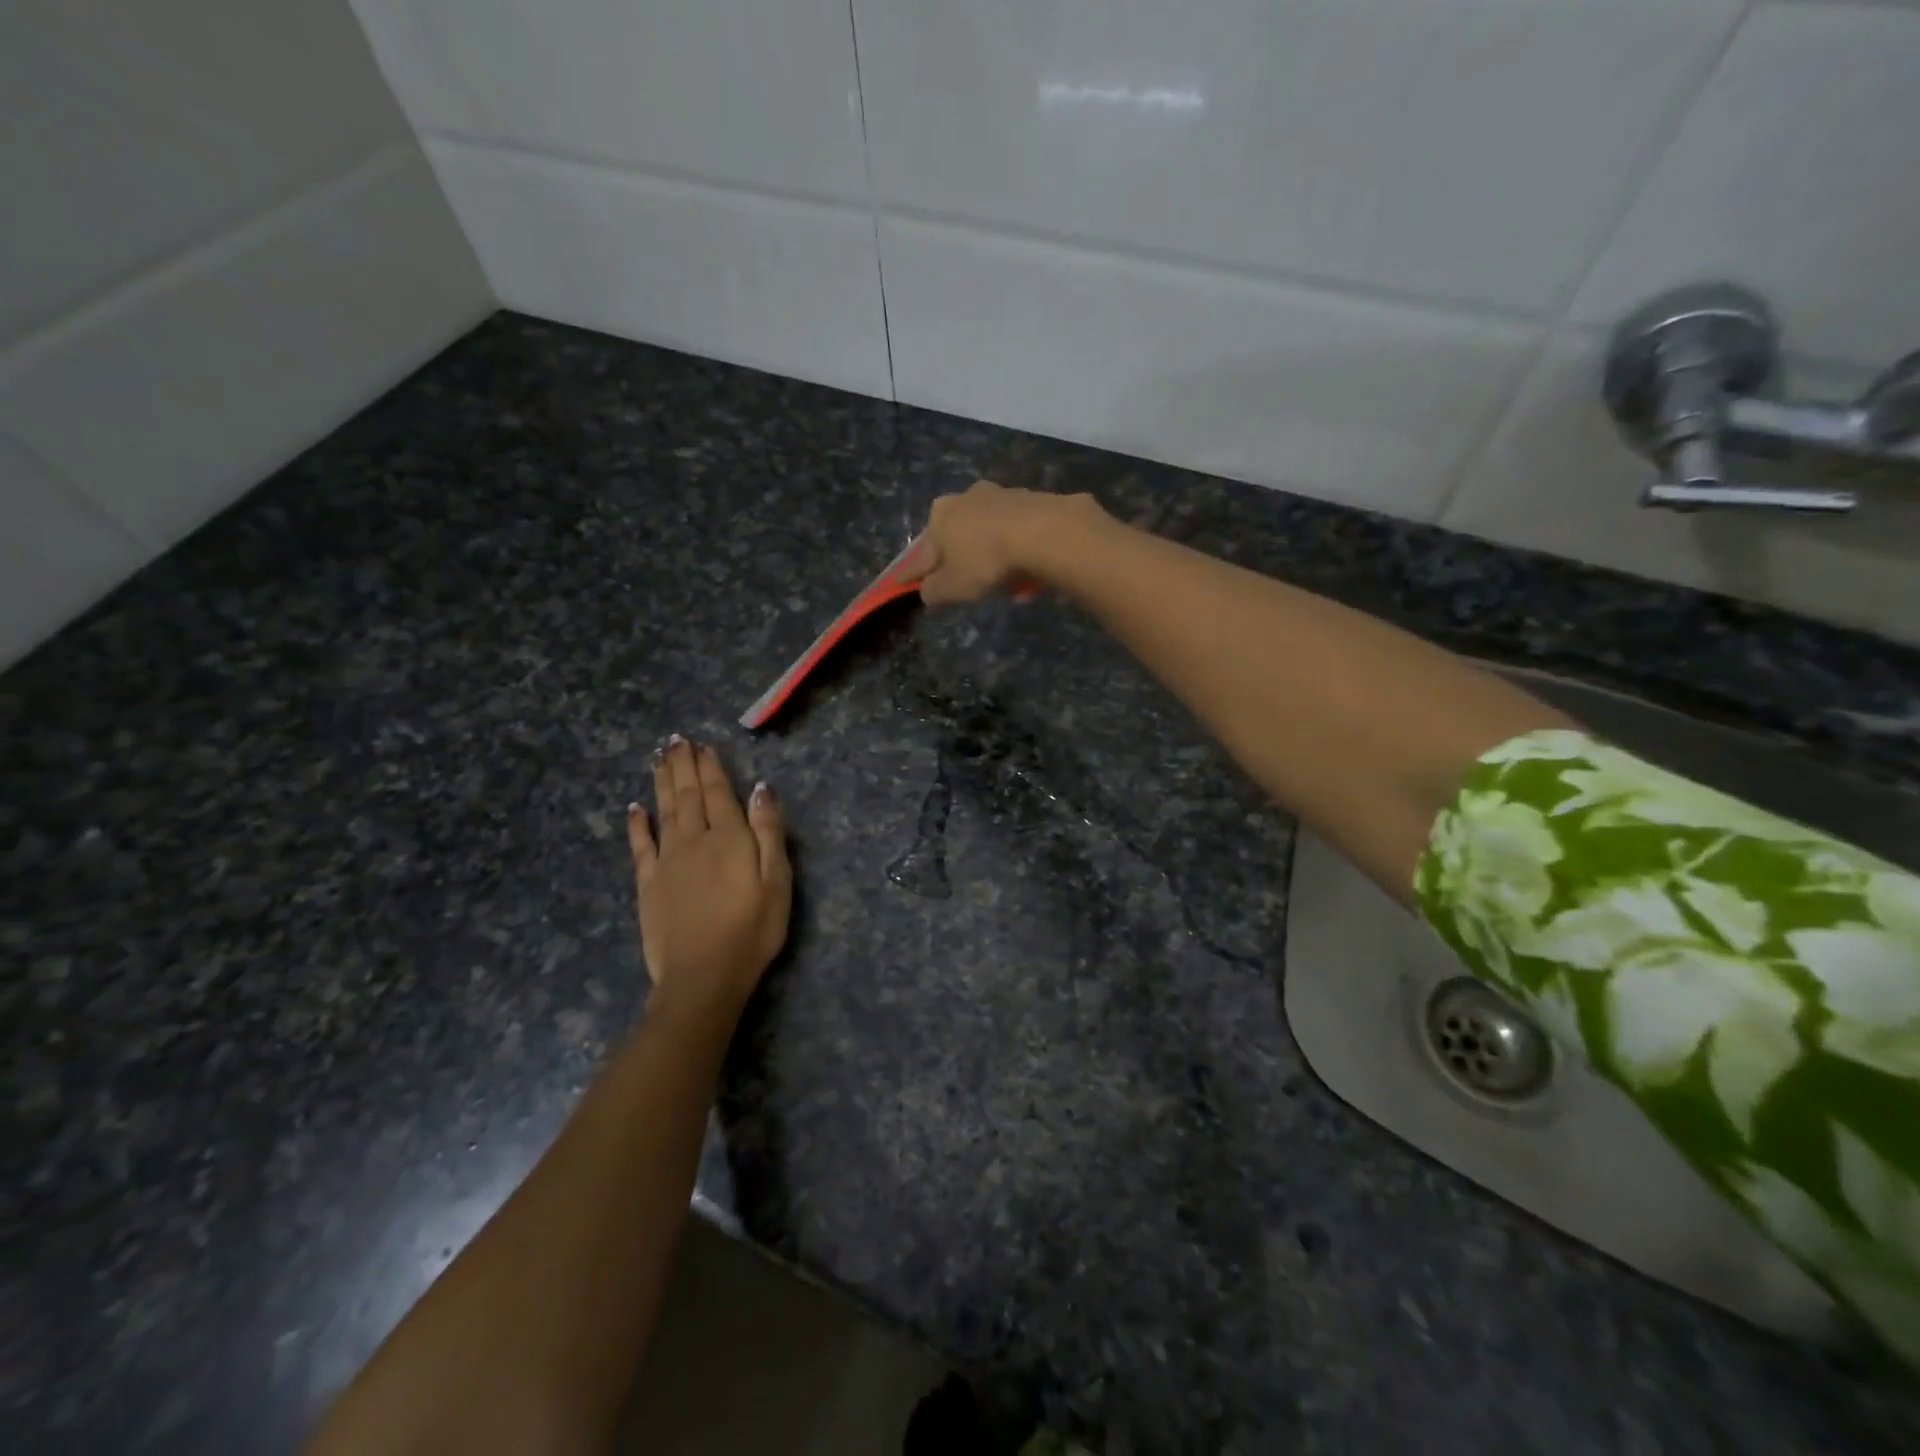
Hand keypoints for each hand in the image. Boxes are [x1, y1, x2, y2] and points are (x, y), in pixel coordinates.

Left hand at [627, 737, 790, 1025]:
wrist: (702, 977)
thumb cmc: (751, 930)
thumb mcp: (776, 880)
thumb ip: (768, 831)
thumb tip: (761, 788)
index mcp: (728, 838)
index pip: (717, 792)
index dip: (710, 767)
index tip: (702, 744)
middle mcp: (693, 840)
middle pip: (687, 795)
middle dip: (683, 765)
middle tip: (675, 740)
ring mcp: (666, 861)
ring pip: (664, 811)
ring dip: (662, 782)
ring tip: (658, 758)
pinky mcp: (648, 884)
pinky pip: (640, 845)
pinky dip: (637, 824)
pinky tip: (634, 807)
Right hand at [909, 480, 1099, 606]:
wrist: (1045, 533)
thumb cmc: (987, 561)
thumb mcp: (953, 588)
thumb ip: (933, 593)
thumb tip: (927, 594)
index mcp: (939, 515)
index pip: (921, 553)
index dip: (915, 574)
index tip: (908, 586)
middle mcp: (966, 497)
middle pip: (956, 537)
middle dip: (958, 560)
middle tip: (963, 583)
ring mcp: (1001, 494)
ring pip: (988, 533)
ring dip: (990, 555)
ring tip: (1001, 582)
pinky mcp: (1032, 500)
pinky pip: (1018, 533)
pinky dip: (1017, 551)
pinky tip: (1026, 573)